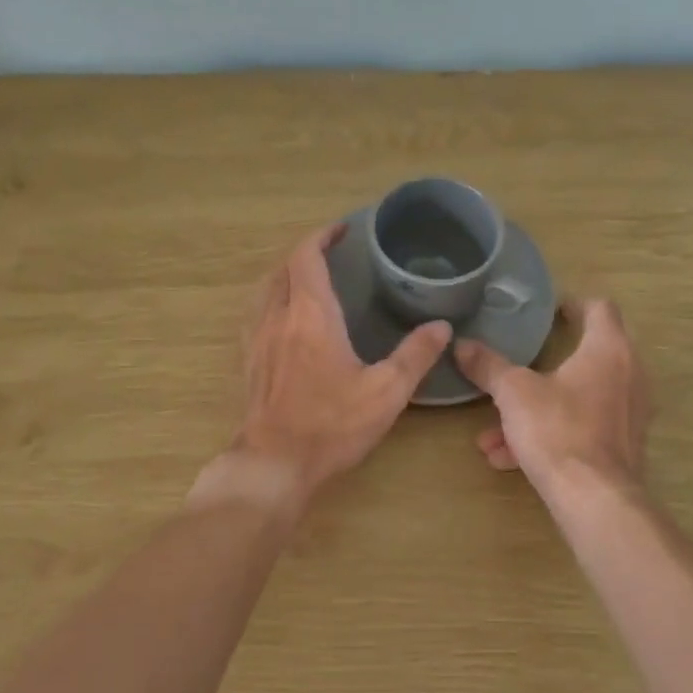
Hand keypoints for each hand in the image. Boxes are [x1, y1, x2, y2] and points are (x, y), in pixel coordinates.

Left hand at [211, 223, 449, 506]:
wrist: (275, 463)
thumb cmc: (332, 424)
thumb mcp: (387, 391)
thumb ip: (416, 355)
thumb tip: (441, 327)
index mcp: (311, 315)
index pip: (307, 256)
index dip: (322, 236)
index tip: (343, 229)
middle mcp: (279, 318)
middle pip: (284, 268)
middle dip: (306, 252)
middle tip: (333, 253)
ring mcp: (258, 340)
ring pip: (266, 290)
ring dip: (287, 275)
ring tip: (311, 280)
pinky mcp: (251, 363)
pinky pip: (259, 315)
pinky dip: (275, 301)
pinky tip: (289, 321)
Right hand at [454, 298, 650, 503]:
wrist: (595, 500)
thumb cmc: (558, 431)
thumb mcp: (514, 394)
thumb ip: (488, 366)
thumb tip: (461, 344)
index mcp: (608, 349)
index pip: (600, 309)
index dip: (574, 304)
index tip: (549, 311)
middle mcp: (628, 375)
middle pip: (588, 355)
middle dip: (545, 364)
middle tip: (519, 363)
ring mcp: (628, 413)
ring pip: (576, 400)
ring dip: (536, 409)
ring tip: (493, 431)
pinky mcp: (622, 446)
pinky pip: (581, 429)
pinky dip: (549, 435)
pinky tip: (508, 458)